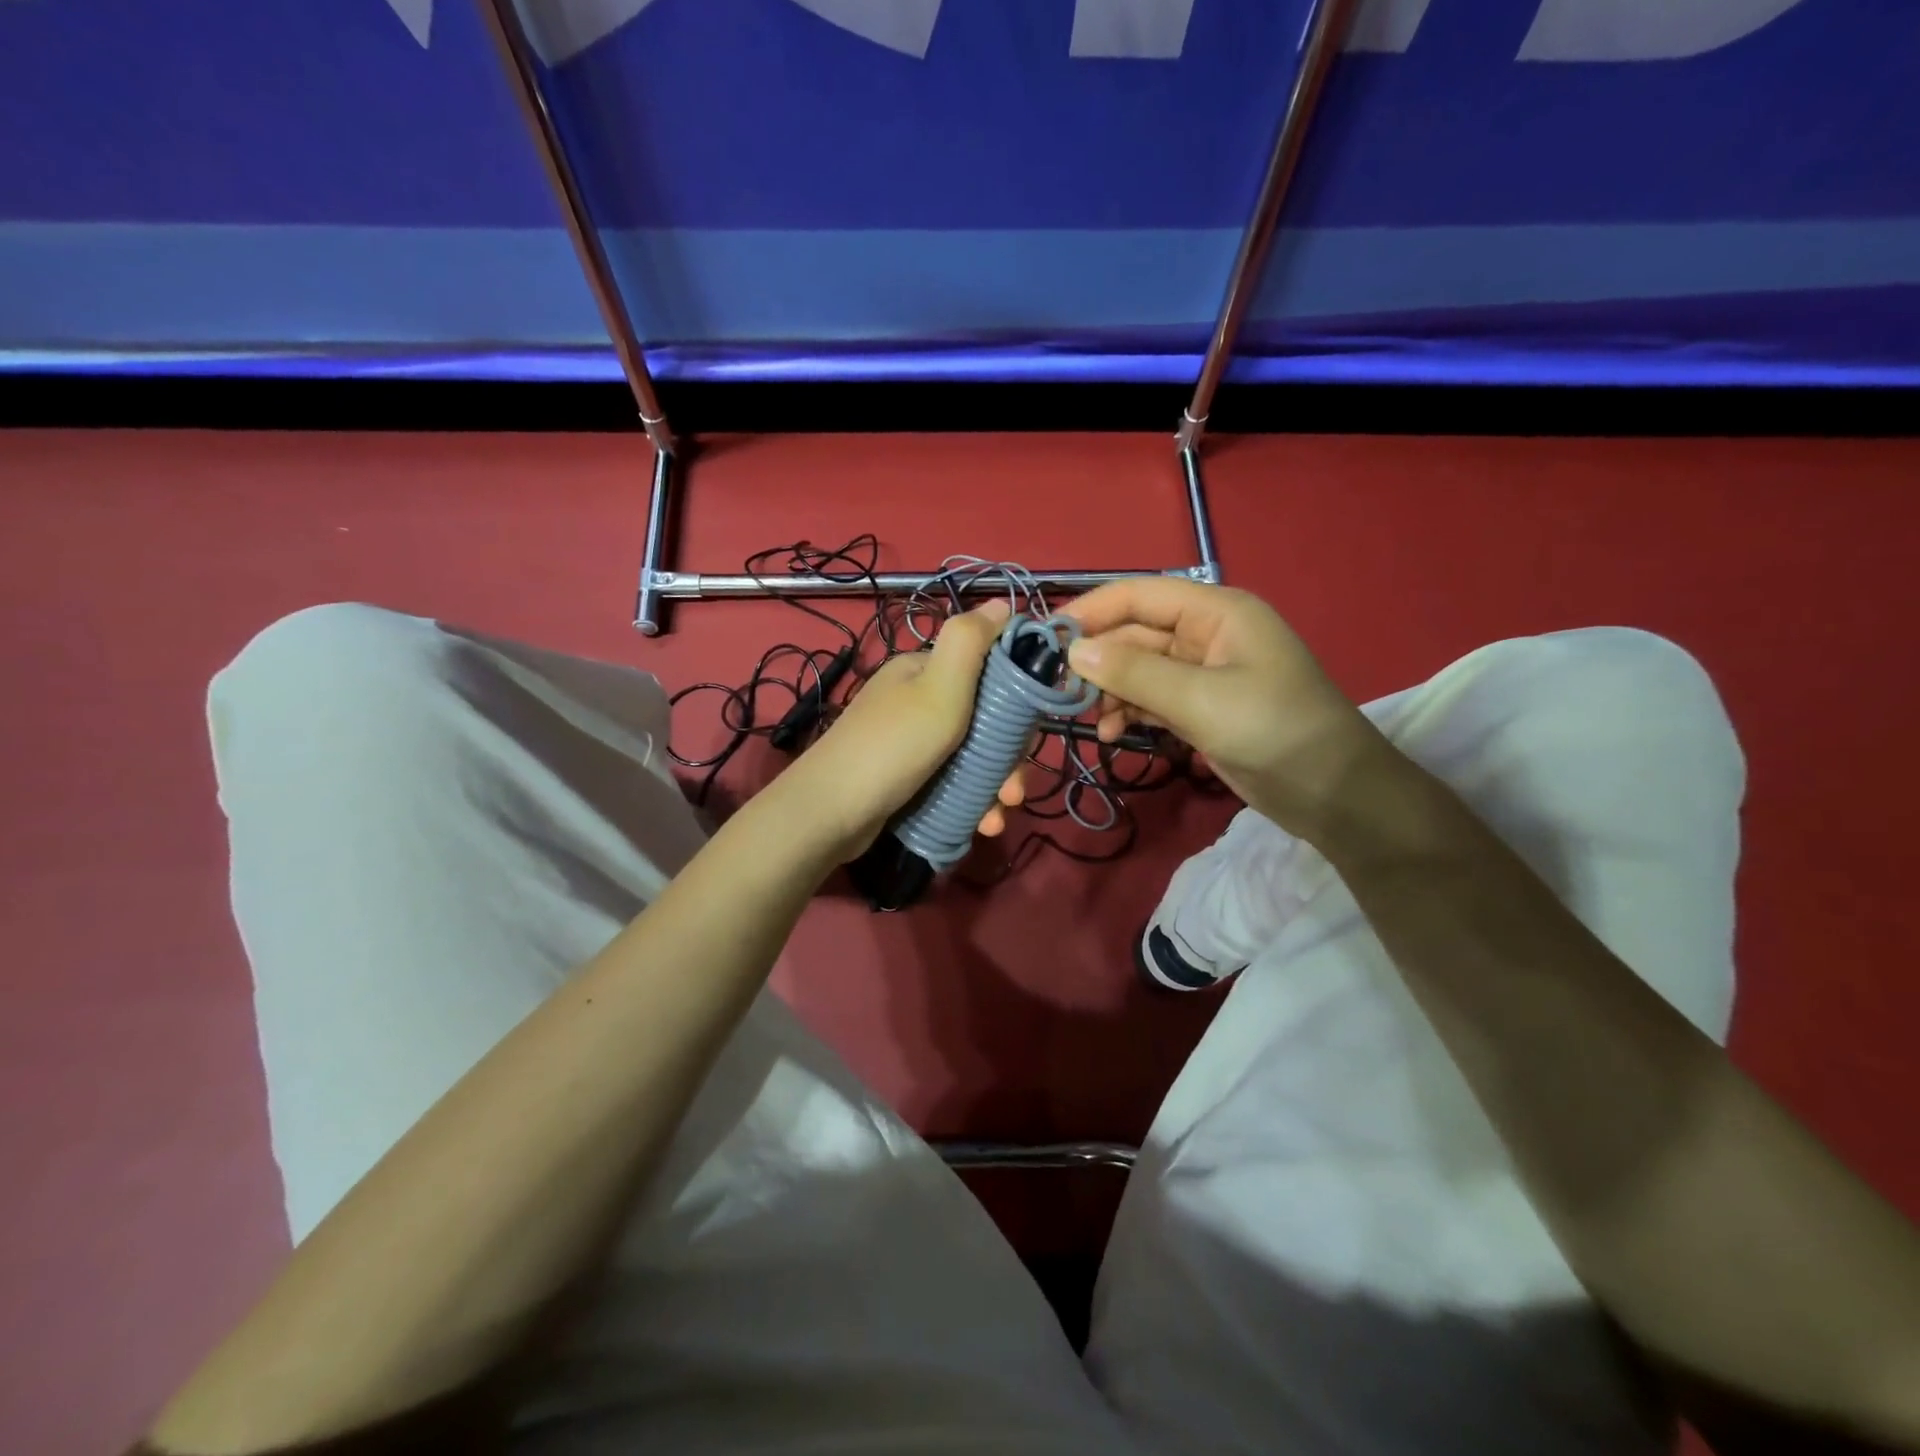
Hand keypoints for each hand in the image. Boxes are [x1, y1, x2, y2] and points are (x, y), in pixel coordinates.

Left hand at [777, 599, 1026, 860]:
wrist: (829, 813)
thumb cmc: (893, 746)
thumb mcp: (938, 687)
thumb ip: (969, 641)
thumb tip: (1000, 602)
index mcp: (924, 671)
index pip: (987, 669)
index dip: (1016, 697)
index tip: (1032, 731)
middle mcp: (916, 700)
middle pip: (984, 719)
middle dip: (1008, 756)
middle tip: (1014, 791)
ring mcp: (910, 741)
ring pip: (971, 756)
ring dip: (994, 785)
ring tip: (999, 816)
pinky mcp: (906, 777)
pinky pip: (951, 782)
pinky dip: (971, 801)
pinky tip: (982, 824)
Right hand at [1065, 577, 1385, 842]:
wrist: (1333, 793)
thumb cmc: (1274, 731)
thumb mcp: (1200, 700)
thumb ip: (1134, 674)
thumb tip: (1072, 651)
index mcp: (1215, 612)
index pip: (1138, 595)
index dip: (1090, 610)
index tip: (1044, 639)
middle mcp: (1205, 634)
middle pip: (1133, 634)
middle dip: (1096, 660)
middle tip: (1055, 690)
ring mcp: (1202, 673)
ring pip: (1137, 669)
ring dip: (1109, 691)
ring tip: (1087, 720)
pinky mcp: (1199, 707)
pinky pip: (1150, 698)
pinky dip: (1128, 712)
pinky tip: (1111, 734)